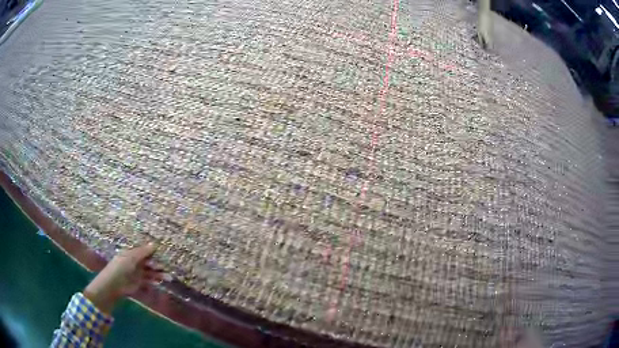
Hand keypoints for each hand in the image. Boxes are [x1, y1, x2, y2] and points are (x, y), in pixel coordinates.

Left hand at [84, 243, 169, 313]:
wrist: (114, 284)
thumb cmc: (121, 267)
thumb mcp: (132, 257)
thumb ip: (143, 252)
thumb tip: (155, 244)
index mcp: (132, 253)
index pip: (145, 251)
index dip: (154, 252)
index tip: (164, 252)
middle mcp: (135, 262)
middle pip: (149, 262)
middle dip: (158, 264)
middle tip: (168, 267)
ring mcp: (137, 273)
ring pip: (150, 272)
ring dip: (159, 274)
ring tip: (169, 278)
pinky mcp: (139, 283)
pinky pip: (149, 281)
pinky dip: (155, 281)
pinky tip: (161, 282)